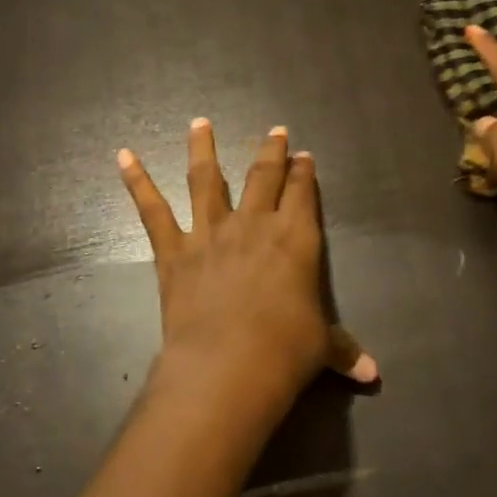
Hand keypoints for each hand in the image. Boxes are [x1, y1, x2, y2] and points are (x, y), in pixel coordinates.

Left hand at [118, 120, 376, 428]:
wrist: (228, 365)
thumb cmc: (285, 351)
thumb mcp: (321, 347)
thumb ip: (344, 350)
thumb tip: (373, 374)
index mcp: (296, 238)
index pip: (302, 192)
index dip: (304, 171)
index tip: (303, 155)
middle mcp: (255, 224)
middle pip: (264, 175)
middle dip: (270, 151)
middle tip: (274, 131)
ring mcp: (211, 232)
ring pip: (207, 179)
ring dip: (203, 148)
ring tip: (200, 122)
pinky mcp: (174, 251)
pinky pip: (152, 210)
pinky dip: (137, 181)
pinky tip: (123, 156)